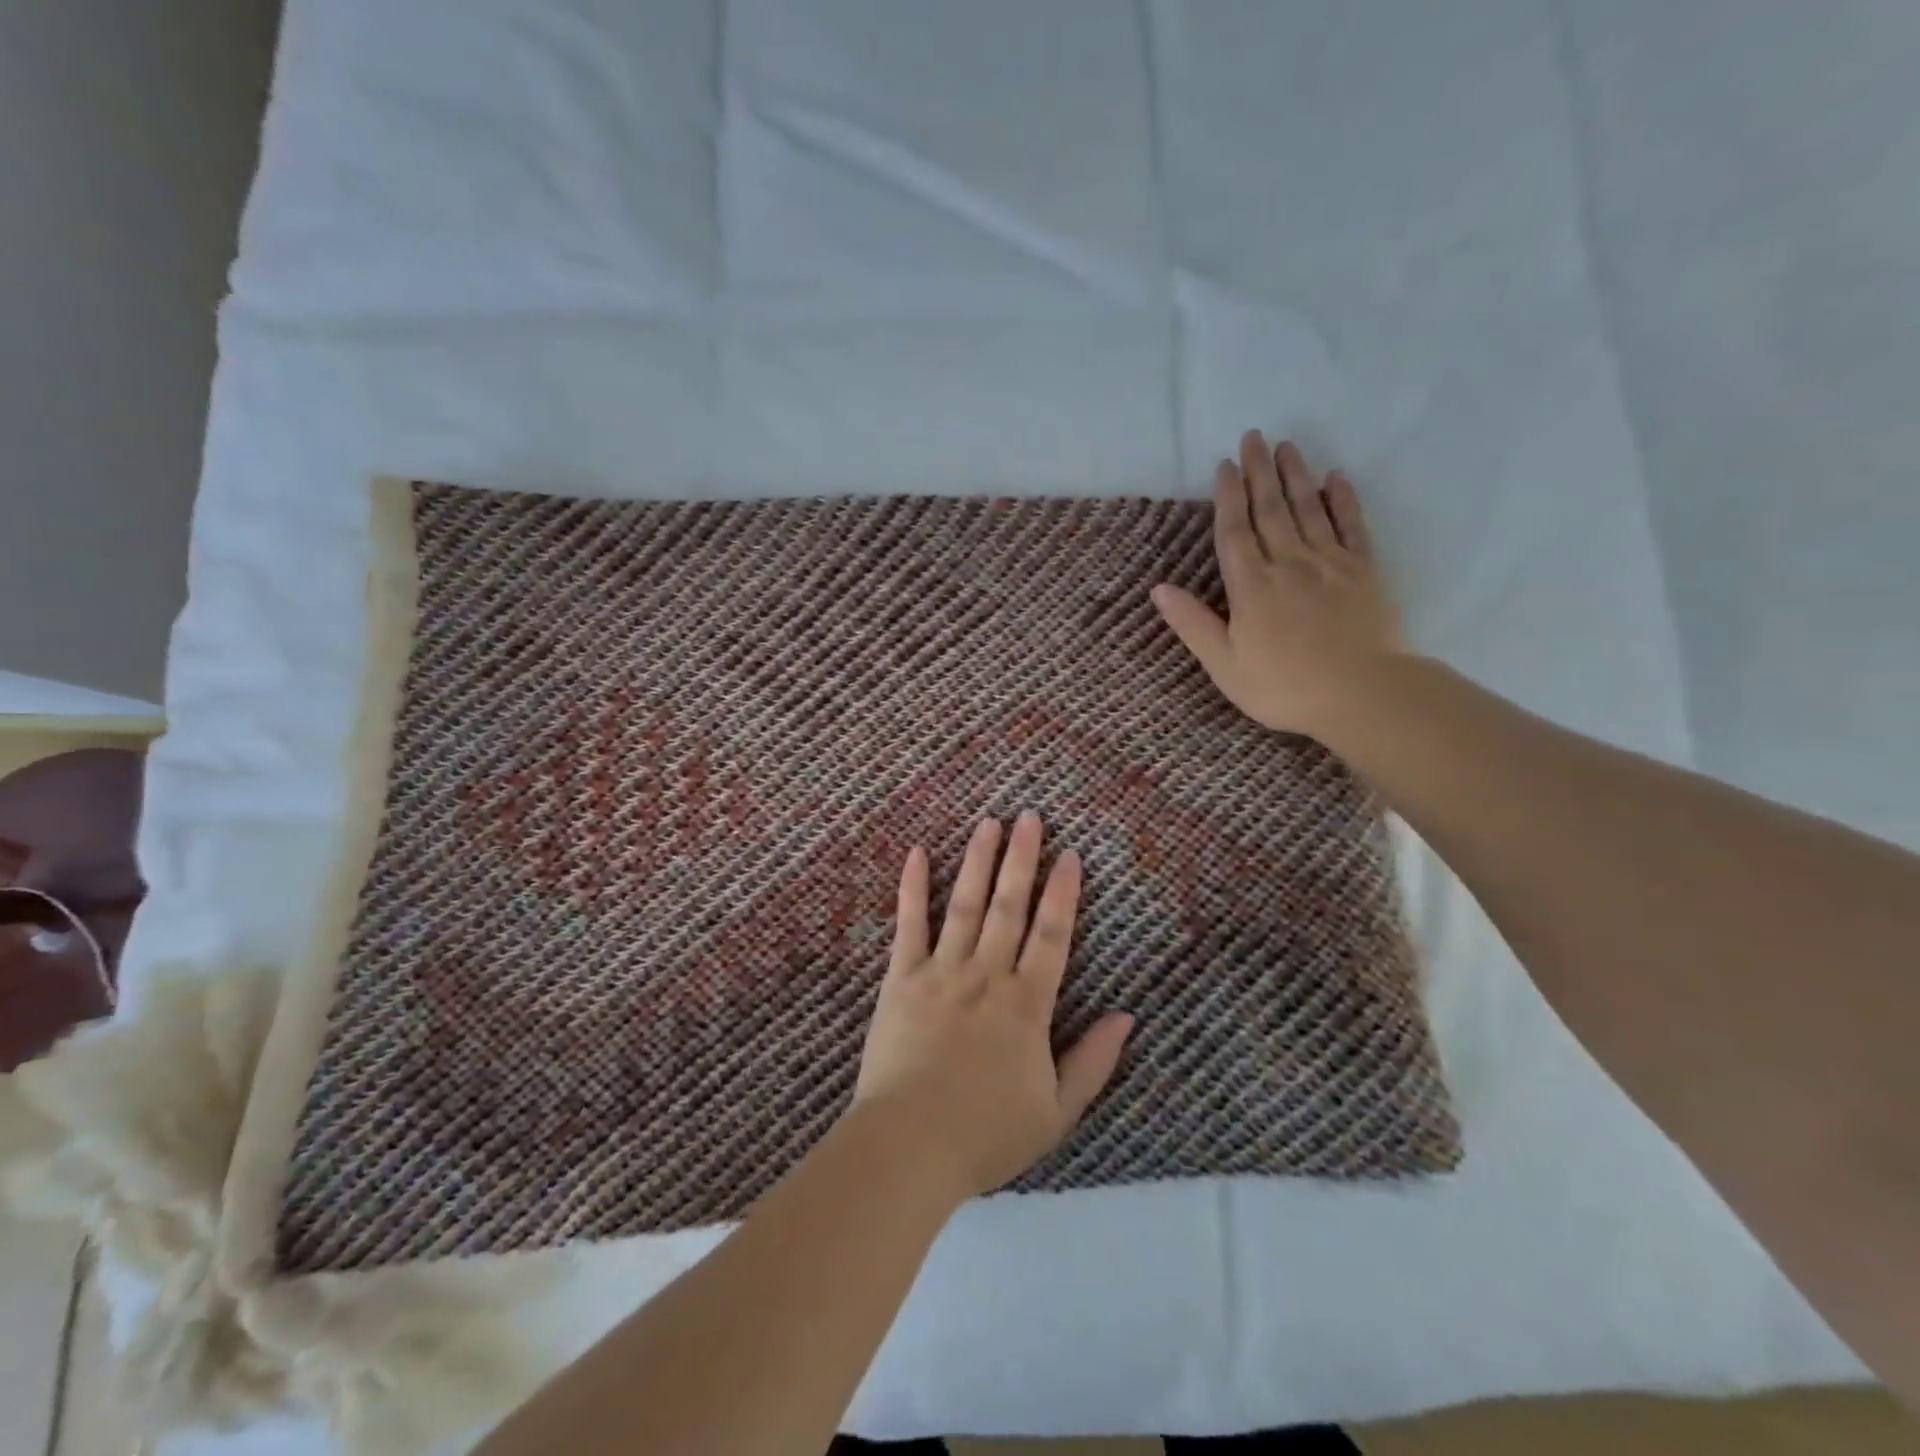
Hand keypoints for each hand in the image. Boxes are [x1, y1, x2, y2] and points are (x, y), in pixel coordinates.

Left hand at [851, 813, 1133, 1201]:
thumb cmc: (985, 1134)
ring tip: (988, 822)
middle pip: (1009, 906)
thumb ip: (1093, 1061)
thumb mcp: (1056, 1111)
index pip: (1052, 935)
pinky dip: (912, 887)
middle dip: (1022, 858)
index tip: (1070, 854)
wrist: (908, 1146)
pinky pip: (908, 924)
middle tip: (1030, 816)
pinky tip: (915, 852)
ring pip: (964, 903)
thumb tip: (1127, 1016)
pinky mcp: (900, 978)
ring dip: (977, 860)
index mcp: (1027, 1004)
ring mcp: (941, 971)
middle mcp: (987, 975)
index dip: (1064, 893)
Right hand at [1151, 431, 1403, 739]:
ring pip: (1309, 509)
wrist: (1363, 695)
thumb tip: (1158, 589)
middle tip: (1254, 436)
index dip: (1228, 497)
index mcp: (1252, 587)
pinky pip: (1352, 526)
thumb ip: (1193, 624)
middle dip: (1259, 472)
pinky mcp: (1365, 571)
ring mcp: (1330, 563)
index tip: (1225, 465)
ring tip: (1287, 446)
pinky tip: (1336, 478)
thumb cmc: (1285, 687)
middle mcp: (1289, 564)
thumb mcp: (1225, 666)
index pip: (1235, 532)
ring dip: (1296, 475)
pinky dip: (1343, 500)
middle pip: (1271, 509)